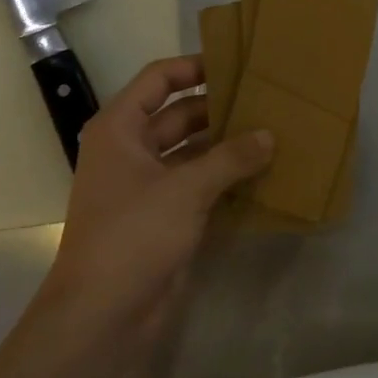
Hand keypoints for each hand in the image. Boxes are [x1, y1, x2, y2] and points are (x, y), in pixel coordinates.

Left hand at [35, 56, 271, 349]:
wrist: (103, 314)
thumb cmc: (134, 235)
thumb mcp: (185, 188)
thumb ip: (231, 158)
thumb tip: (269, 135)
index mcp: (120, 129)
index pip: (159, 80)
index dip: (194, 67)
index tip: (236, 63)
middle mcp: (131, 150)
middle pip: (179, 114)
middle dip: (220, 108)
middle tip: (268, 100)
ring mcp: (147, 186)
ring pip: (192, 151)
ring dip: (227, 145)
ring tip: (273, 132)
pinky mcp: (164, 217)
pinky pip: (199, 184)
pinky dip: (225, 178)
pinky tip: (262, 173)